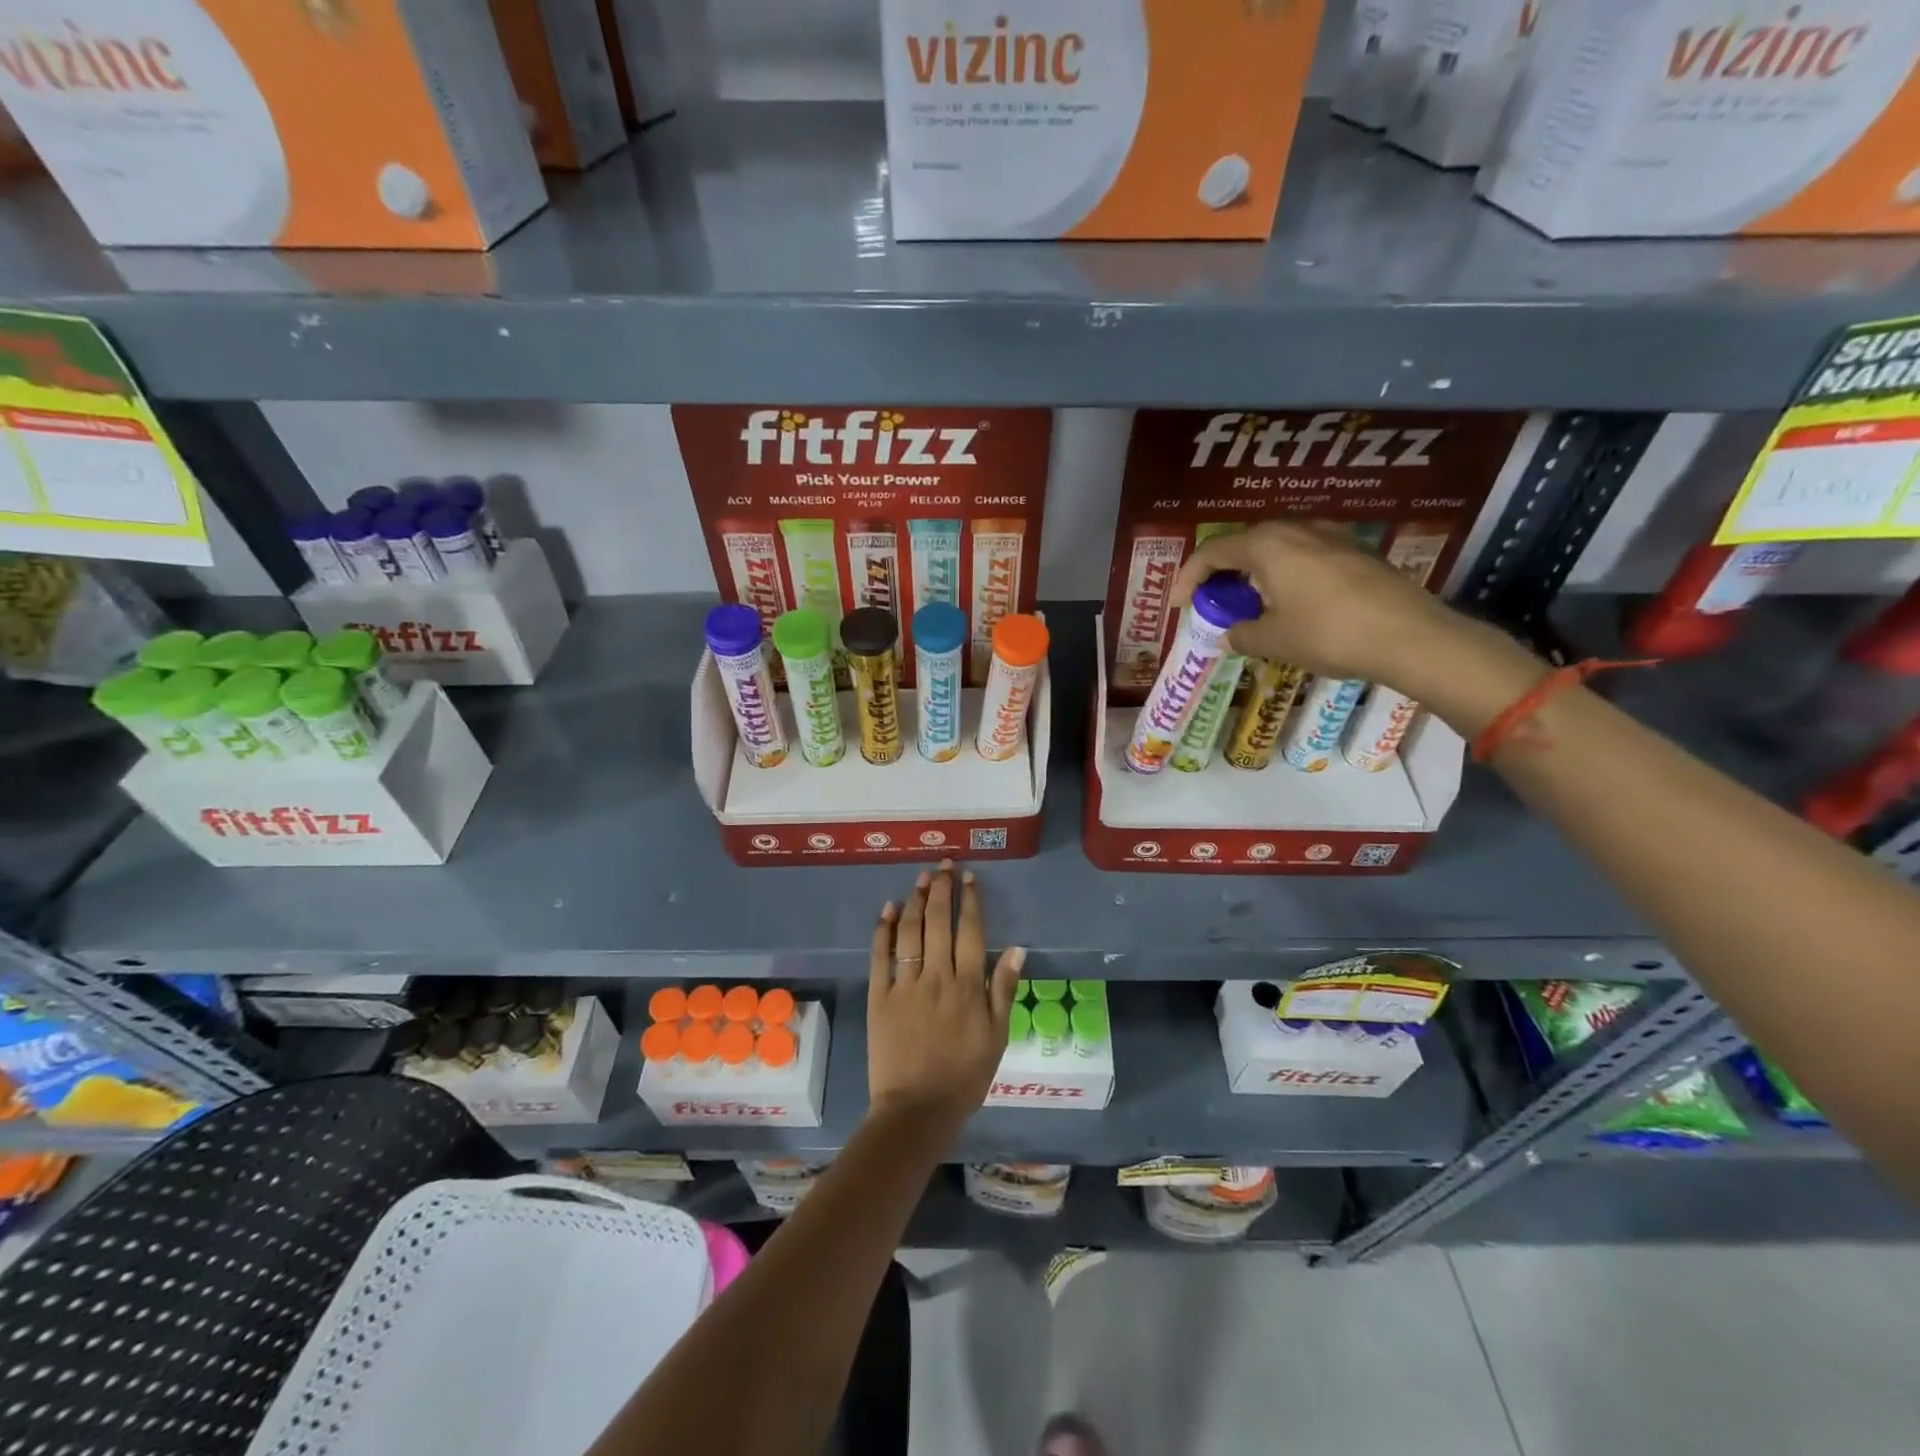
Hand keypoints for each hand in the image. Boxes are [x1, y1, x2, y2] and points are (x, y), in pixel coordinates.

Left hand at [867, 859, 1024, 1137]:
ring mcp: (905, 984)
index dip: (970, 901)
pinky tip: (889, 909)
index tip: (969, 878)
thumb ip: (1004, 990)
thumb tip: (1016, 948)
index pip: (970, 931)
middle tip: (944, 867)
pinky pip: (881, 955)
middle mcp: (936, 976)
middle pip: (939, 922)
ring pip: (910, 932)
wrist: (916, 1110)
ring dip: (916, 901)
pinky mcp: (880, 996)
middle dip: (942, 890)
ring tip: (921, 878)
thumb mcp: (997, 1037)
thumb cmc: (964, 1077)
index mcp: (968, 986)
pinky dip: (884, 929)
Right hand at [1171, 521, 1472, 694]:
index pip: (1212, 552)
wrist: (1410, 636)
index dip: (1188, 578)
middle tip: (1213, 604)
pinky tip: (1291, 604)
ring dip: (1255, 574)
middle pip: (1245, 544)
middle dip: (1222, 574)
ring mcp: (1332, 536)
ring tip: (1250, 605)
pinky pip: (1305, 556)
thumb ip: (1242, 634)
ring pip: (1278, 548)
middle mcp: (1297, 529)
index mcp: (1267, 545)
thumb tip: (1231, 634)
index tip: (1178, 605)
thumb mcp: (1273, 641)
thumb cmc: (1329, 634)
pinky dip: (1285, 575)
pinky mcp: (1357, 552)